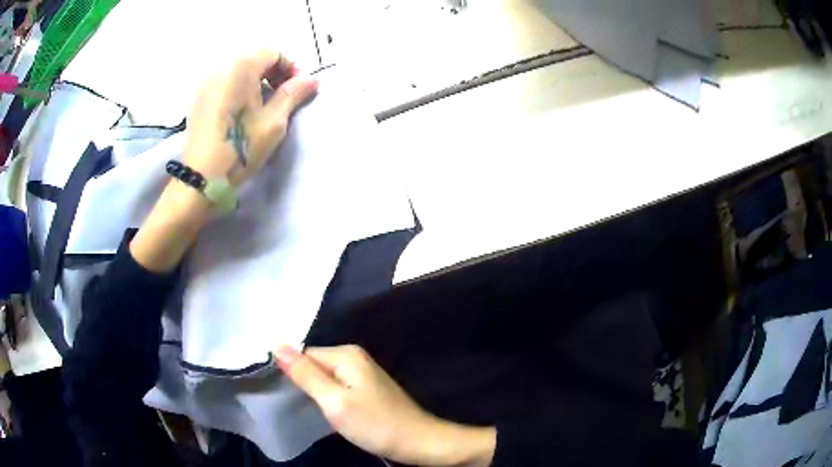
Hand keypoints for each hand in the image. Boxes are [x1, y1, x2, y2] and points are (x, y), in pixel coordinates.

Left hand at [185, 50, 317, 183]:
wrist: (202, 178)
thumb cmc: (240, 148)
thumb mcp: (274, 122)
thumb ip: (293, 94)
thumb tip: (313, 79)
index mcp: (240, 67)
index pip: (273, 52)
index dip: (291, 66)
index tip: (299, 88)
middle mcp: (221, 67)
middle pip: (255, 57)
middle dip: (275, 72)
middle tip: (285, 95)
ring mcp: (207, 82)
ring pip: (239, 69)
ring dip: (258, 79)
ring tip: (265, 104)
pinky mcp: (199, 97)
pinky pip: (225, 81)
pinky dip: (240, 87)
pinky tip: (244, 110)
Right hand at [276, 345, 495, 466]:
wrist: (417, 441)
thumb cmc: (375, 424)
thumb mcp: (334, 401)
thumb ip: (305, 374)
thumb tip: (277, 345)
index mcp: (345, 354)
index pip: (303, 354)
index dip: (289, 372)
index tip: (276, 392)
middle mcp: (354, 357)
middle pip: (313, 364)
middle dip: (301, 382)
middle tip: (288, 403)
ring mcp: (361, 373)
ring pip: (323, 377)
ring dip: (313, 392)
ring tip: (300, 408)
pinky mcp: (365, 388)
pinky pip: (336, 387)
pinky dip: (326, 397)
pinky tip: (322, 411)